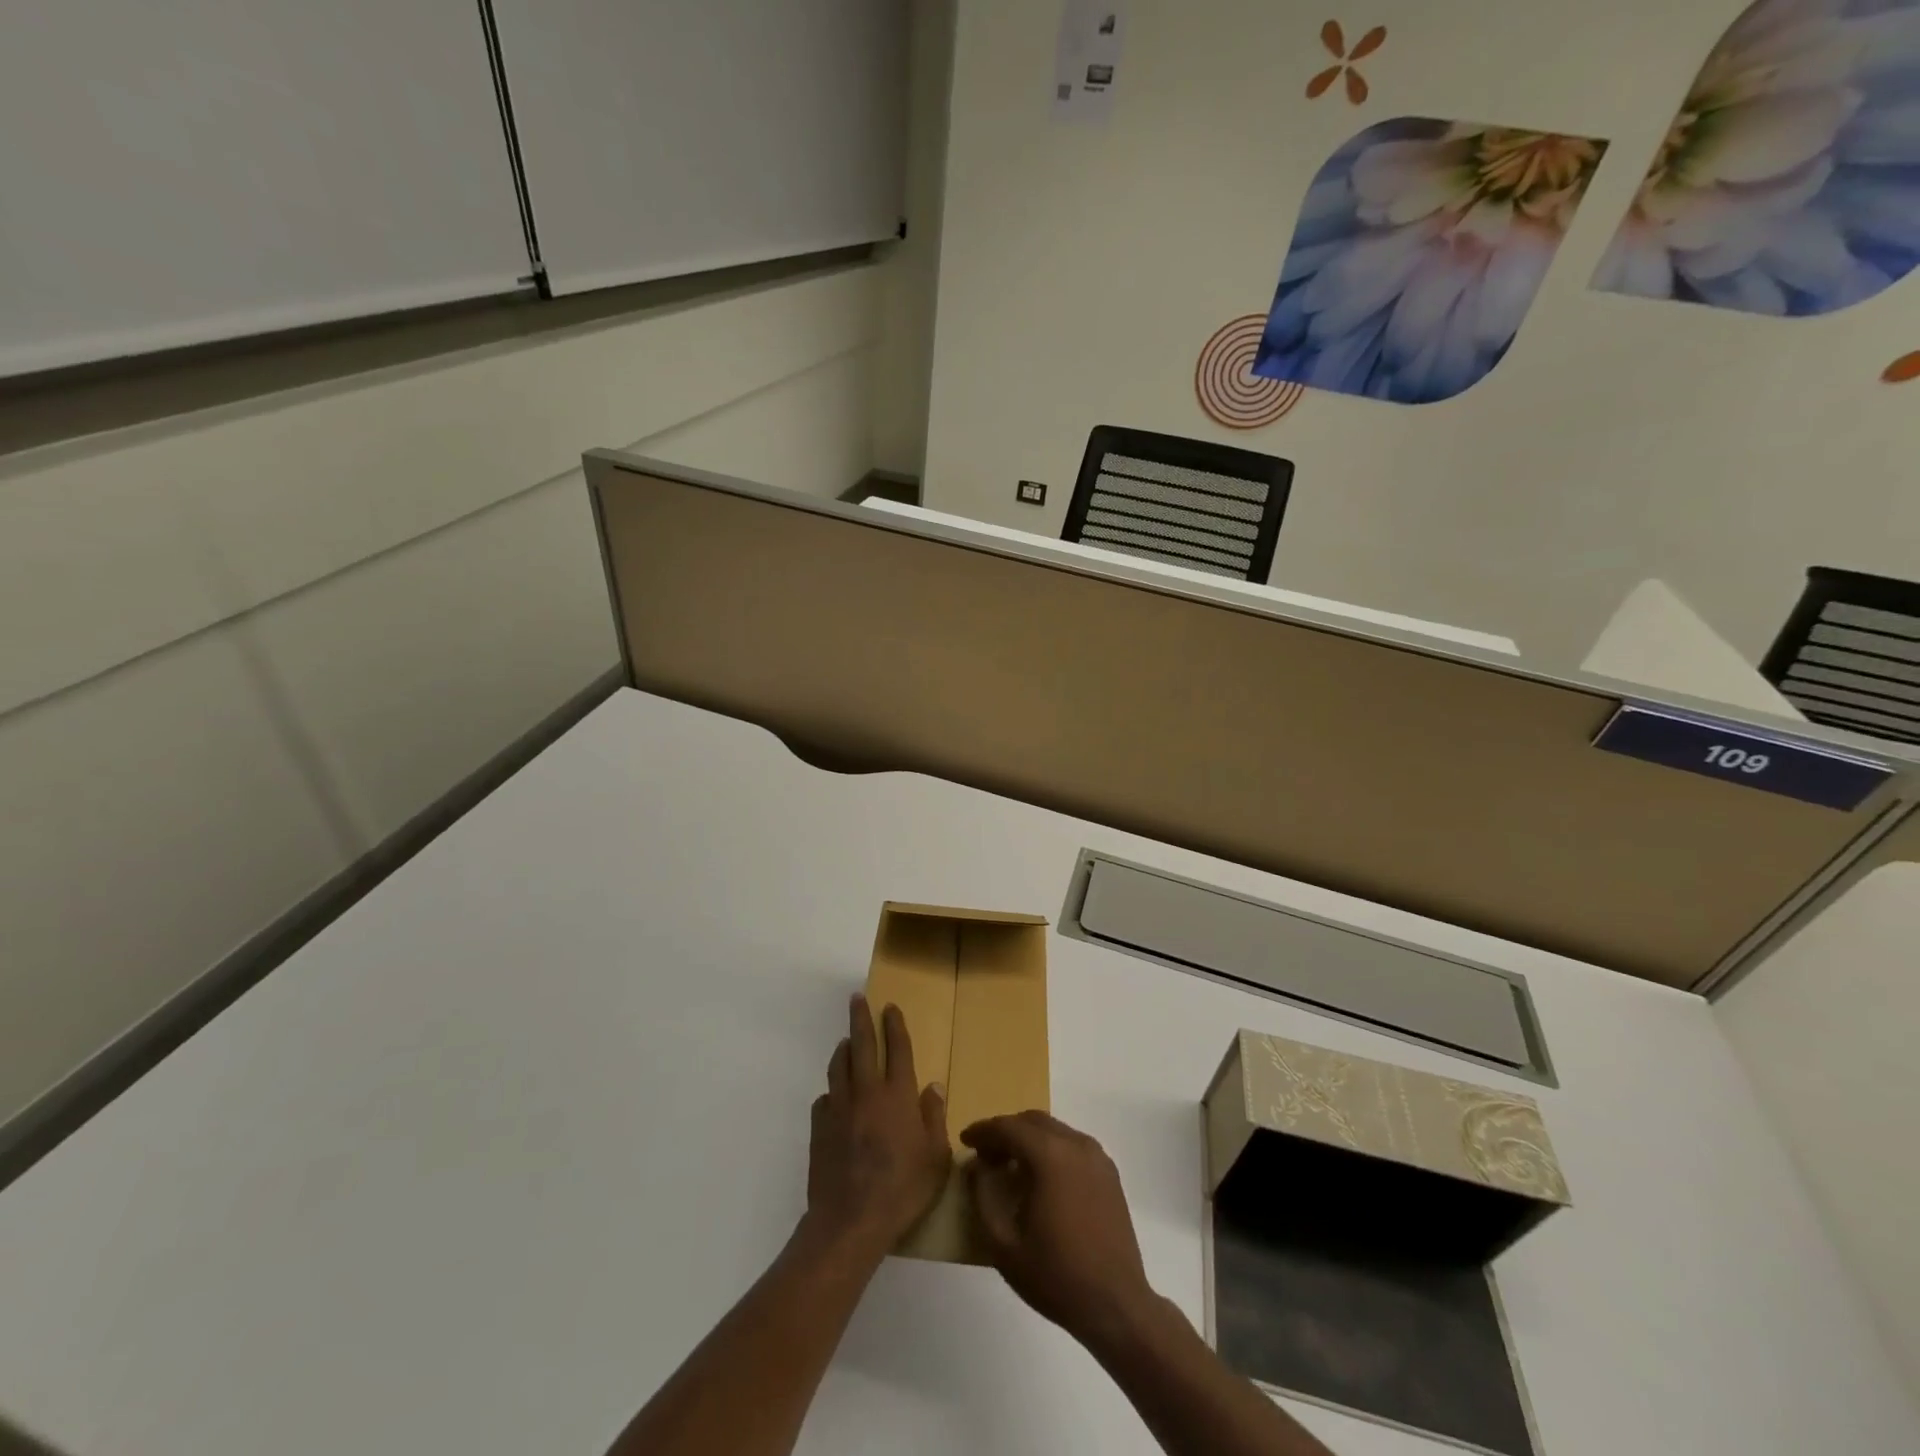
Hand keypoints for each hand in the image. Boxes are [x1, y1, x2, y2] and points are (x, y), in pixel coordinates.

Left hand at [804, 996, 951, 1255]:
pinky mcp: (819, 1127)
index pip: (897, 1048)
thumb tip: (933, 1087)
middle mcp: (867, 1091)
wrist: (850, 1221)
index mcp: (898, 1094)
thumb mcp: (935, 1158)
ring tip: (846, 1042)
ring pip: (839, 1065)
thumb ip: (934, 1118)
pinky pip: (825, 1098)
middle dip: (861, 1018)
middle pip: (863, 1043)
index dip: (894, 1025)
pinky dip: (832, 1091)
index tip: (890, 1006)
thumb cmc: (902, 1189)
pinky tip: (834, 1098)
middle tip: (857, 998)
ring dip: (844, 1049)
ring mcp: (839, 1107)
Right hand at [963, 1111, 1157, 1348]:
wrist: (1116, 1305)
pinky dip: (1050, 1148)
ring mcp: (1096, 1156)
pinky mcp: (1109, 1172)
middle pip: (1032, 1121)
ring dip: (1028, 1138)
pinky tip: (1041, 1176)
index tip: (965, 1140)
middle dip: (1005, 1131)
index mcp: (1050, 1156)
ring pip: (1054, 1129)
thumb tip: (976, 1166)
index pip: (1008, 1127)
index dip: (983, 1130)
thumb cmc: (1055, 1276)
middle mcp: (1075, 1144)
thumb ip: (983, 1196)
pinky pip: (1072, 1144)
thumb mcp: (1003, 1244)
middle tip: (985, 1154)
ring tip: (1010, 1164)